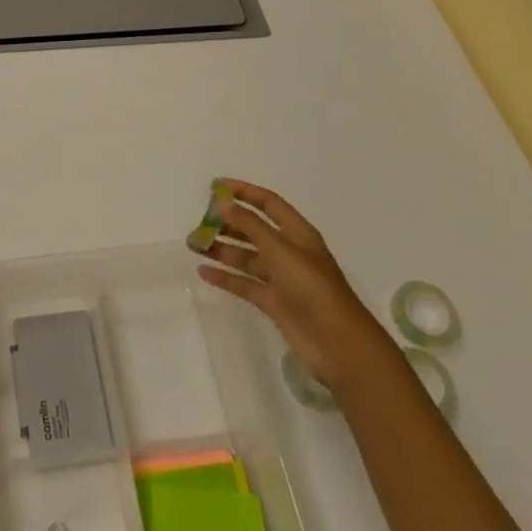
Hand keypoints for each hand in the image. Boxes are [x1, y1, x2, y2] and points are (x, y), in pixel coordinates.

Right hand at [196, 180, 395, 393]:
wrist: (337, 343)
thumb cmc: (311, 287)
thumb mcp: (280, 250)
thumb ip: (250, 225)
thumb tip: (223, 202)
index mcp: (297, 233)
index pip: (268, 204)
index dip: (244, 192)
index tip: (216, 187)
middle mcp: (289, 252)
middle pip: (254, 230)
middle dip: (228, 224)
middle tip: (199, 222)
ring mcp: (281, 278)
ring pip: (246, 257)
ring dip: (222, 249)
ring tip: (194, 245)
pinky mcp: (274, 302)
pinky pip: (245, 284)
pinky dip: (226, 277)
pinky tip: (204, 272)